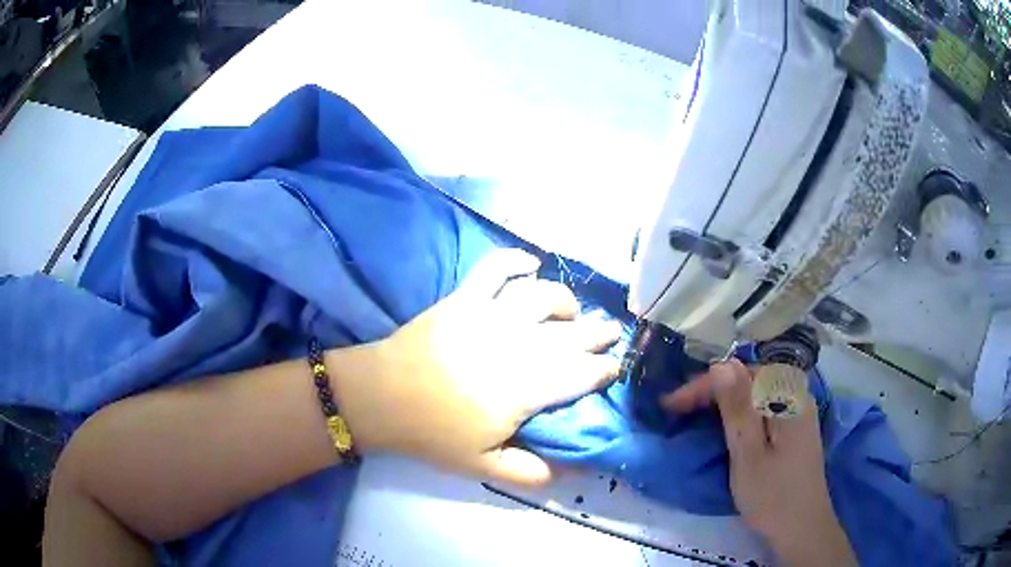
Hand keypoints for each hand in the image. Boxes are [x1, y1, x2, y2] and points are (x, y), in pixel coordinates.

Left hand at [333, 249, 621, 485]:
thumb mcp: (483, 466)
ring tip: (570, 310)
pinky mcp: (465, 298)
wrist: (382, 397)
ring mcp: (491, 315)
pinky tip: (531, 262)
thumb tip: (568, 473)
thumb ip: (529, 472)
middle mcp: (519, 345)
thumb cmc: (433, 433)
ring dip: (564, 300)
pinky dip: (515, 260)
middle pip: (572, 333)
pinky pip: (495, 269)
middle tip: (610, 332)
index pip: (580, 374)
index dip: (603, 370)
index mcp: (527, 388)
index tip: (614, 369)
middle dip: (598, 332)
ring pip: (542, 296)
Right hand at [662, 361, 856, 566]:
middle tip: (680, 407)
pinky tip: (729, 420)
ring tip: (697, 410)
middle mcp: (796, 396)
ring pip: (758, 390)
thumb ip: (737, 408)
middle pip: (751, 377)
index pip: (741, 374)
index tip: (671, 404)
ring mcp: (798, 411)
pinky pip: (765, 404)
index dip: (704, 385)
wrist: (802, 528)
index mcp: (788, 399)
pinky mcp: (795, 426)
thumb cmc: (772, 497)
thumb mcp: (748, 455)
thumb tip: (721, 365)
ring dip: (726, 397)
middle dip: (714, 388)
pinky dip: (742, 408)